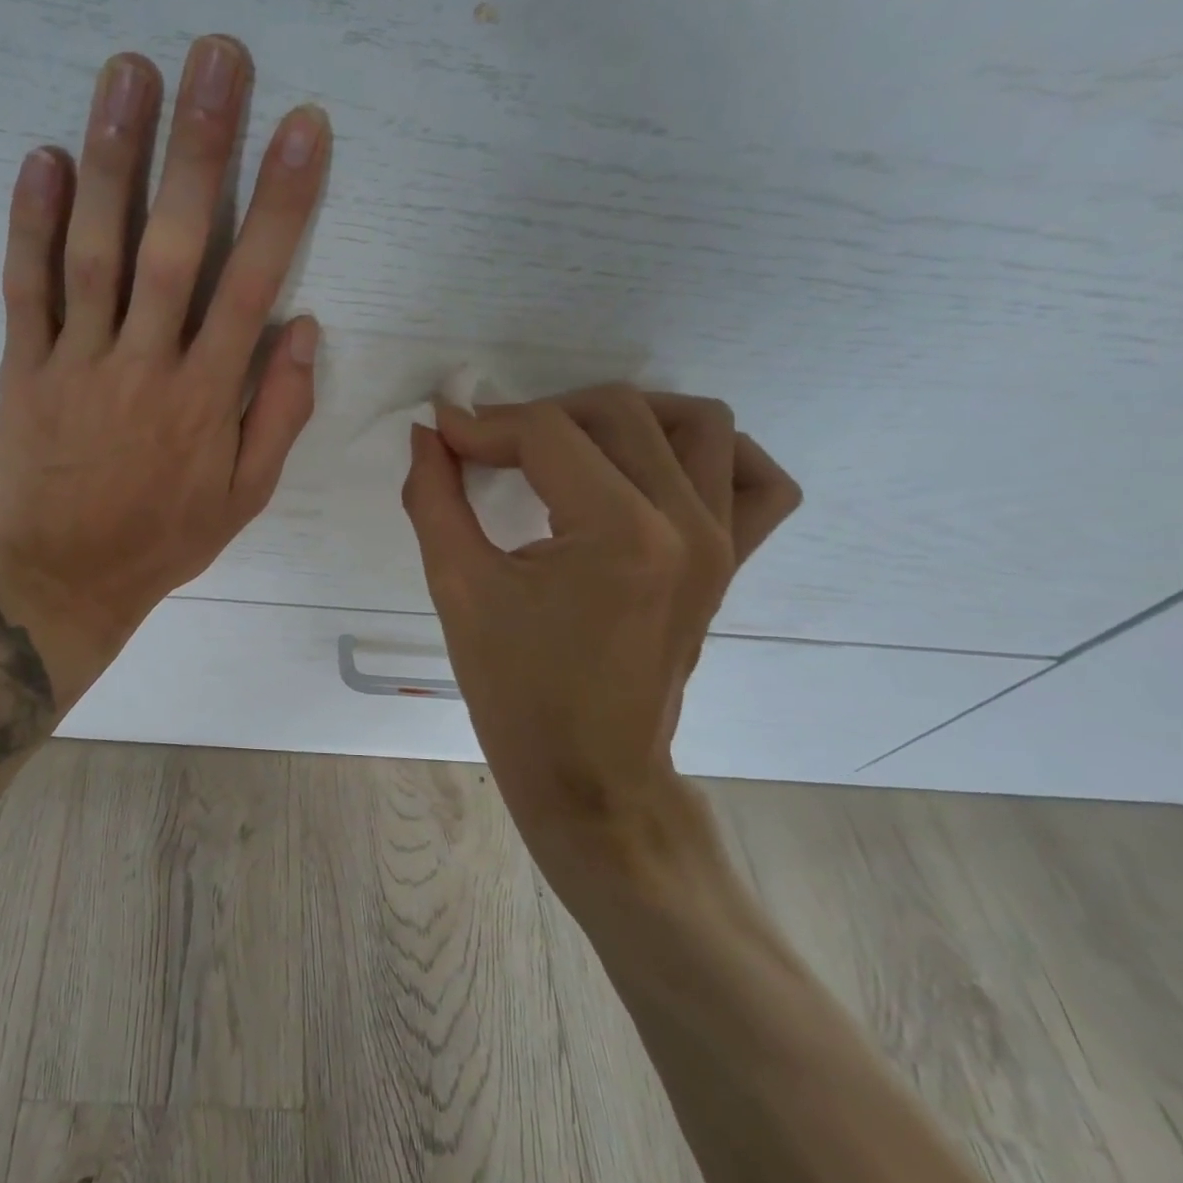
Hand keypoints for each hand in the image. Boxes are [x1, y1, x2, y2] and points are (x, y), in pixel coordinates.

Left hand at [0, 37, 330, 703]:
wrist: (67, 579)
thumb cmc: (165, 538)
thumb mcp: (245, 496)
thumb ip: (278, 413)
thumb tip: (301, 326)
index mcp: (207, 397)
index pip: (253, 282)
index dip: (282, 201)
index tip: (302, 127)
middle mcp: (146, 365)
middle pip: (176, 243)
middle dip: (201, 147)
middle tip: (216, 57)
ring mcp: (78, 363)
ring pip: (96, 249)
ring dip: (114, 157)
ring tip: (129, 73)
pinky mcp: (23, 370)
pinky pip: (26, 290)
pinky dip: (30, 223)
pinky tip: (42, 158)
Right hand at [400, 385, 799, 868]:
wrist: (586, 771)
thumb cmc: (515, 688)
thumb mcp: (457, 587)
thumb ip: (433, 498)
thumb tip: (427, 434)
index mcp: (620, 533)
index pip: (547, 433)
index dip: (482, 425)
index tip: (442, 437)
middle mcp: (687, 524)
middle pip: (617, 412)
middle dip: (537, 415)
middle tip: (487, 448)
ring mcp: (723, 542)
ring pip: (696, 423)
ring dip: (622, 417)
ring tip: (565, 447)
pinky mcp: (734, 562)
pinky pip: (755, 480)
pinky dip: (710, 454)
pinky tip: (655, 468)